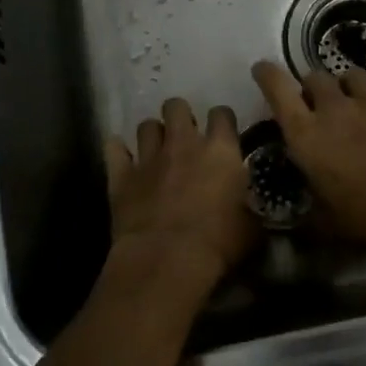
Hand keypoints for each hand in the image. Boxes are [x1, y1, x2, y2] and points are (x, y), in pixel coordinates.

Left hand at [103, 97, 256, 304]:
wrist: (167, 259)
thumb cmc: (218, 243)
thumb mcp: (250, 227)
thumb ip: (250, 207)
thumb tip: (251, 208)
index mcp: (220, 151)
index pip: (222, 114)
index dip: (222, 120)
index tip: (223, 133)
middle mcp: (184, 143)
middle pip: (177, 106)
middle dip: (180, 116)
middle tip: (184, 137)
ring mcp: (149, 157)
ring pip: (146, 125)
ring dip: (152, 135)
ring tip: (156, 150)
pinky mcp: (121, 175)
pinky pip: (114, 148)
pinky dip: (119, 151)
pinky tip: (123, 159)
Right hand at [251, 62, 365, 247]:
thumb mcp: (326, 222)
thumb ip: (304, 213)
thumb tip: (289, 222)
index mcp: (306, 134)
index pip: (277, 89)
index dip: (266, 74)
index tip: (261, 69)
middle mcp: (334, 108)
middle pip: (314, 77)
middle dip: (311, 87)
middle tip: (317, 105)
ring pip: (351, 74)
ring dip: (346, 85)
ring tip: (353, 100)